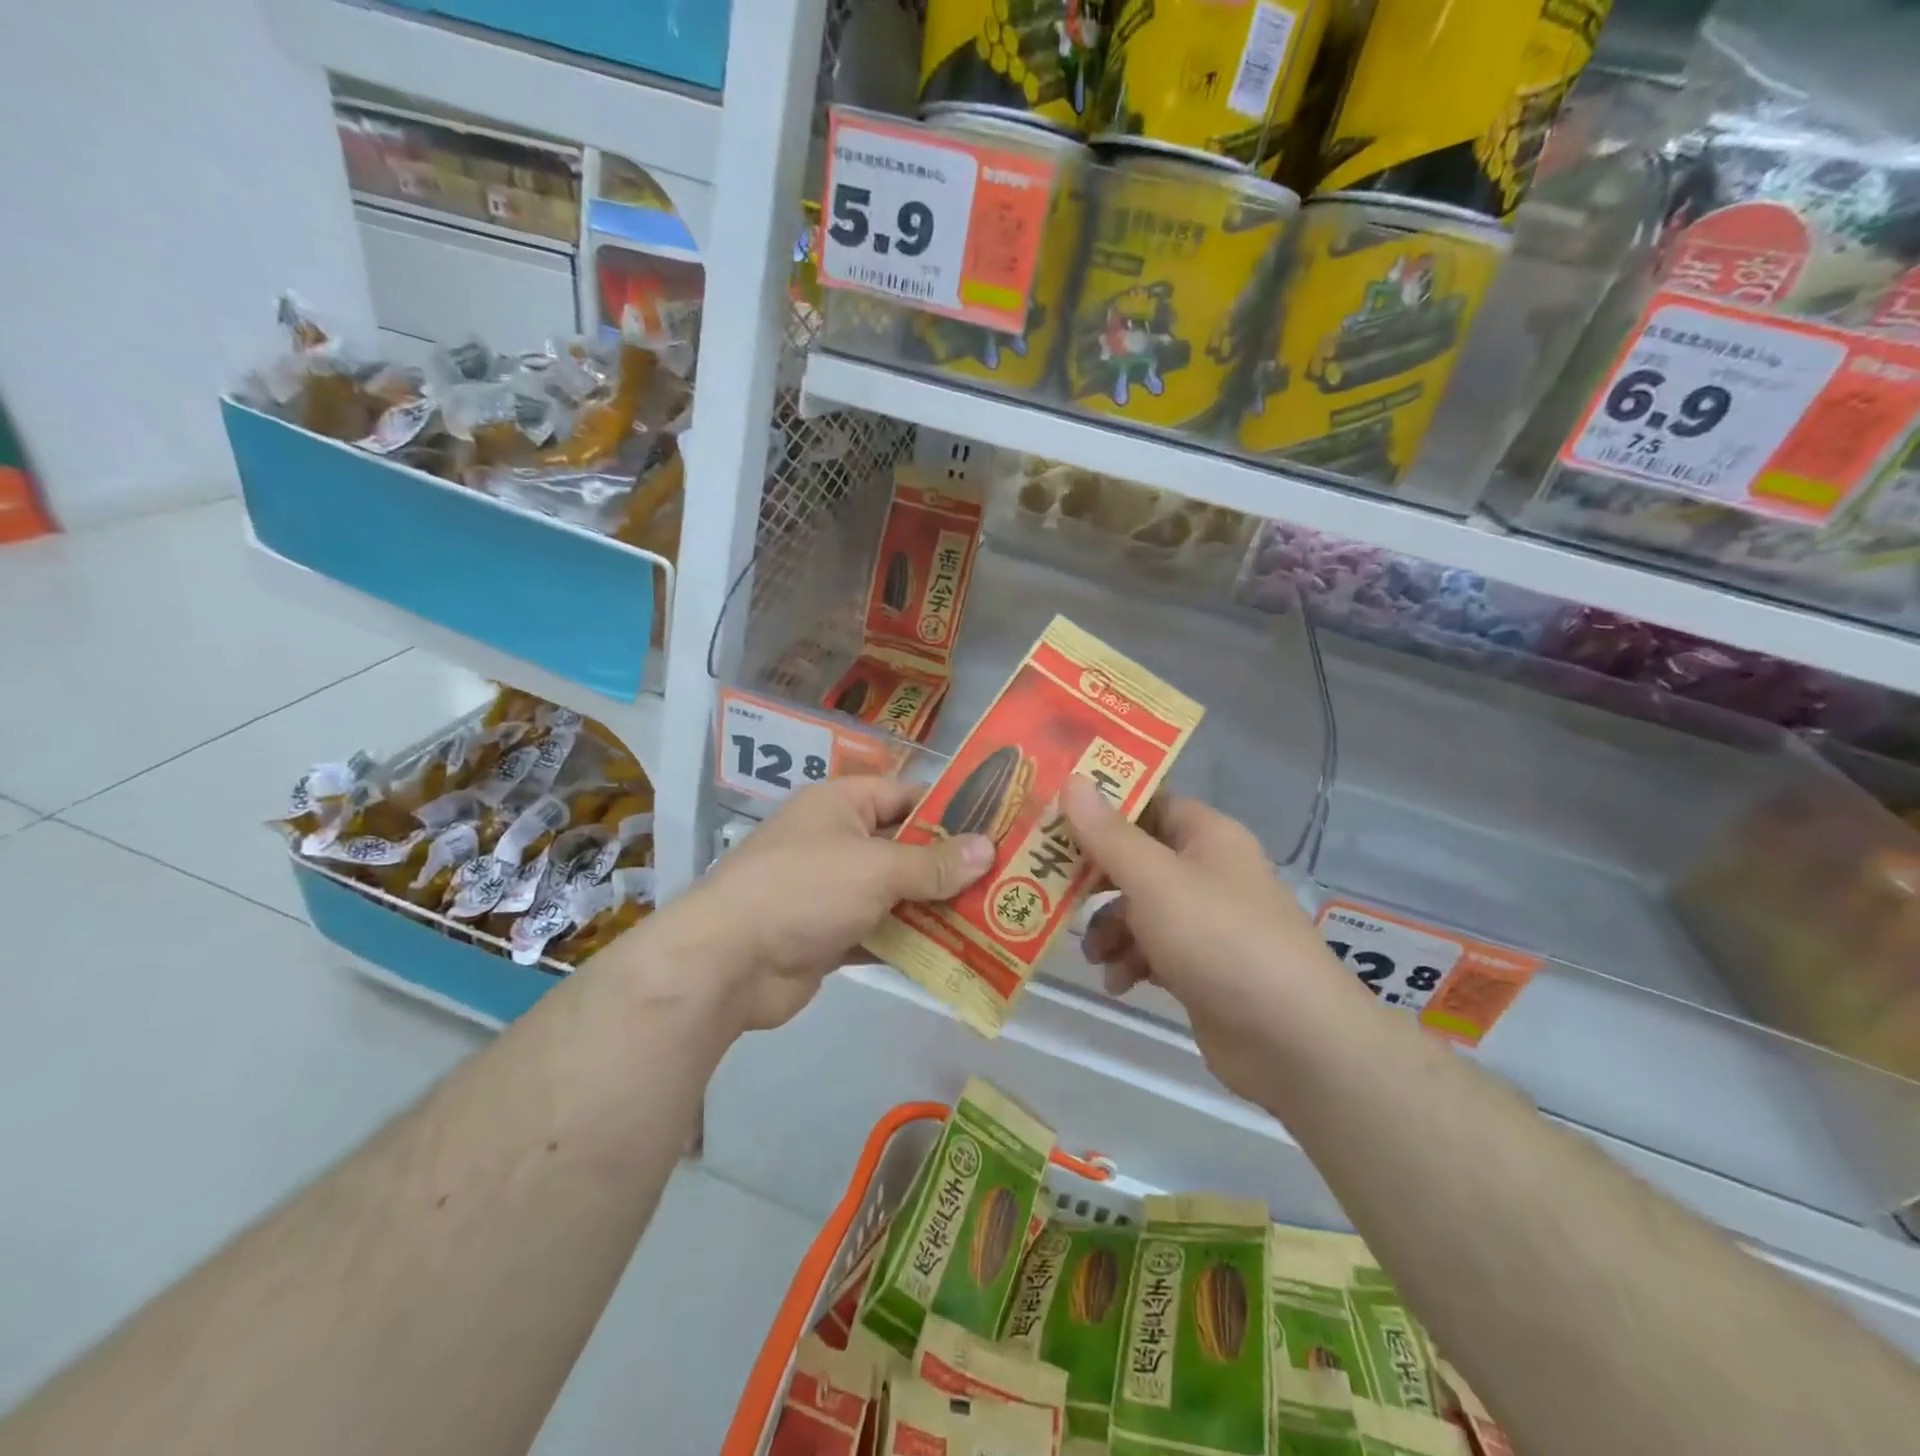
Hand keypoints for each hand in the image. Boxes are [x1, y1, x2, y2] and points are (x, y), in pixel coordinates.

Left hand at [658, 777, 994, 1032]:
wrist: (727, 964)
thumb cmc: (805, 889)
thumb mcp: (876, 867)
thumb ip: (934, 862)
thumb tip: (987, 849)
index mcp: (842, 805)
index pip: (907, 795)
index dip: (952, 809)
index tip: (999, 826)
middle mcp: (838, 841)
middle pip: (906, 847)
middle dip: (952, 865)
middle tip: (1009, 879)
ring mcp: (833, 891)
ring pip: (897, 893)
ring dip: (937, 907)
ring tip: (996, 917)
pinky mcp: (831, 936)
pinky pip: (882, 931)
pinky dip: (912, 941)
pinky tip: (957, 953)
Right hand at [1061, 777, 1350, 1097]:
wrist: (1292, 1039)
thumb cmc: (1219, 939)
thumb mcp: (1154, 880)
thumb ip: (1108, 834)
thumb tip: (1073, 781)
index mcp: (1206, 835)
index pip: (1148, 803)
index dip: (1102, 808)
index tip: (1054, 820)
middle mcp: (1208, 871)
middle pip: (1137, 858)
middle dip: (1095, 878)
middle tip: (1052, 887)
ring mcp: (1207, 922)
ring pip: (1140, 909)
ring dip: (1109, 928)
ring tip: (1094, 955)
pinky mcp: (1202, 967)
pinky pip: (1153, 950)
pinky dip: (1131, 961)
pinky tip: (1118, 983)